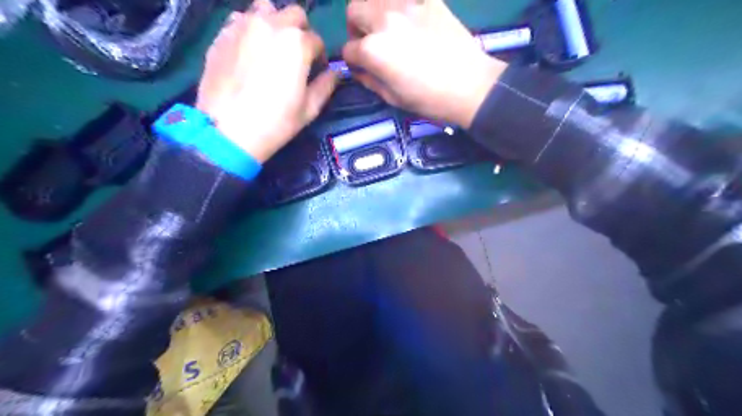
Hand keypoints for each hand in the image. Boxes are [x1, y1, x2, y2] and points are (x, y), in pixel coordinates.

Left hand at [195, 0, 338, 161]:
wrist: (228, 130)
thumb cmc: (275, 122)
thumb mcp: (309, 108)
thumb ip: (326, 85)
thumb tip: (336, 72)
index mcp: (297, 43)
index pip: (317, 40)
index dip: (319, 57)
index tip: (315, 72)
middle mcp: (271, 24)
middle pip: (295, 15)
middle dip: (301, 32)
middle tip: (296, 56)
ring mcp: (243, 25)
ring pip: (265, 8)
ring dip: (275, 22)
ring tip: (271, 46)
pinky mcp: (222, 33)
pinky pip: (240, 19)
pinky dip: (250, 28)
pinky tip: (248, 49)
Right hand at [343, 0, 507, 128]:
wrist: (469, 86)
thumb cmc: (429, 99)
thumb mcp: (392, 98)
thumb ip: (370, 80)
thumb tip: (360, 69)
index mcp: (373, 50)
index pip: (348, 50)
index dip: (353, 62)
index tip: (362, 67)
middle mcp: (384, 20)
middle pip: (354, 11)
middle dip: (355, 28)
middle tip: (369, 41)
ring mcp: (408, 5)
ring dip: (374, 10)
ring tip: (387, 26)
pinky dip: (402, 4)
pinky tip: (410, 17)